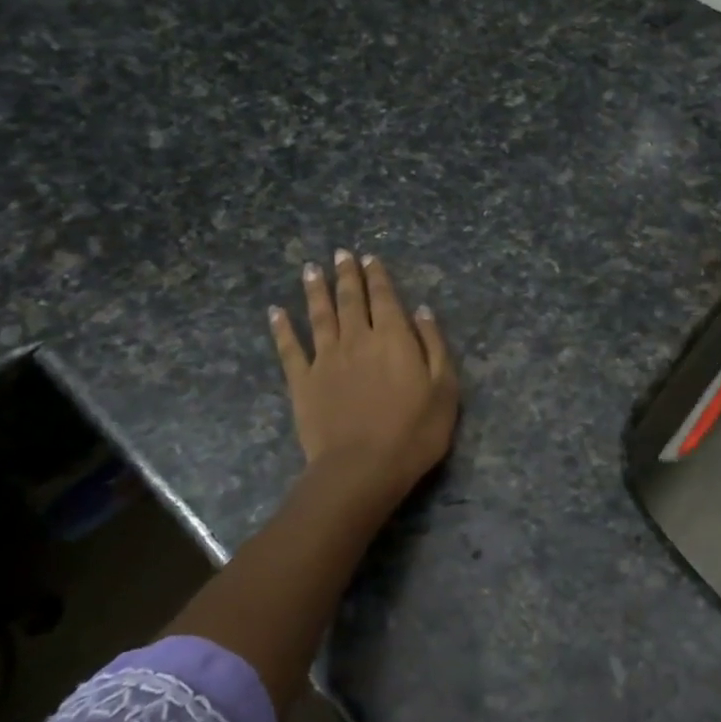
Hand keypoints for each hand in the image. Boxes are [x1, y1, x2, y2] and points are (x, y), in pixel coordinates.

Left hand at [269, 250, 459, 499]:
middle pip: (350, 299)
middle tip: (340, 254)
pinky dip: (282, 328)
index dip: (377, 276)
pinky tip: (276, 313)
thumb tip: (421, 310)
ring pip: (319, 315)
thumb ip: (434, 345)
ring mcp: (325, 359)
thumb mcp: (444, 388)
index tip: (369, 258)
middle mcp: (357, 338)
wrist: (362, 467)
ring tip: (311, 270)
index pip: (384, 297)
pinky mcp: (302, 381)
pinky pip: (289, 348)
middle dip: (346, 274)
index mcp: (393, 337)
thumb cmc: (414, 431)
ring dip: (315, 291)